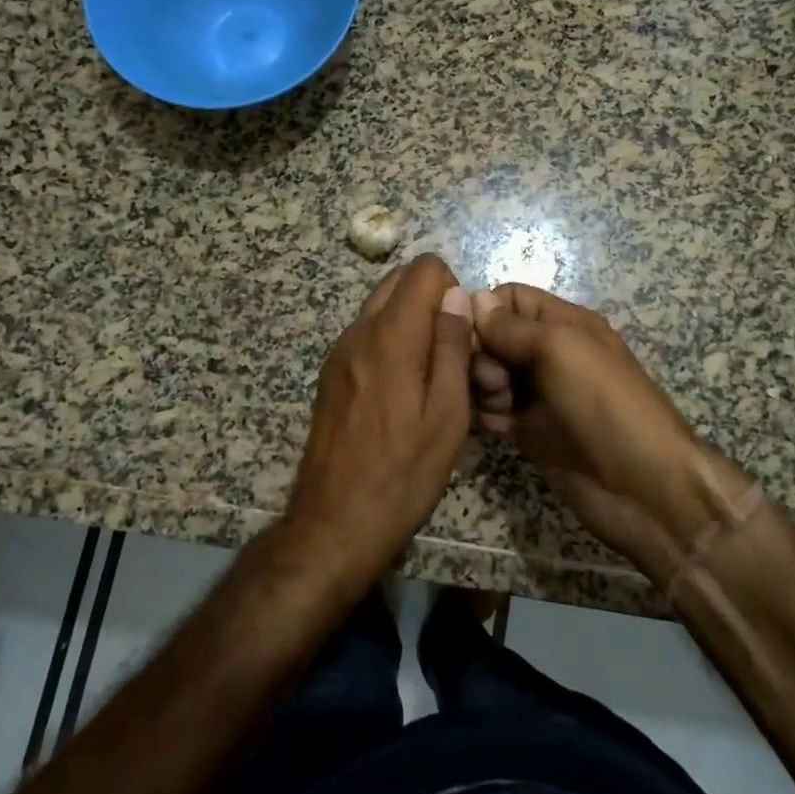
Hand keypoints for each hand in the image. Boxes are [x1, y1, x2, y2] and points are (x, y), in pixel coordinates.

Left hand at [285, 254, 474, 587]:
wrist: (333, 525)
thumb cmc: (403, 474)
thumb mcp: (447, 415)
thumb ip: (452, 347)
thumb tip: (456, 295)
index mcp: (390, 337)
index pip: (424, 269)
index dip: (453, 289)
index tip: (463, 333)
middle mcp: (358, 333)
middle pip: (398, 281)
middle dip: (433, 300)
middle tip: (453, 351)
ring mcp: (339, 354)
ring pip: (381, 307)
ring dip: (412, 321)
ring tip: (431, 375)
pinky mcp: (331, 376)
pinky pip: (367, 335)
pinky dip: (391, 341)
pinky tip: (403, 392)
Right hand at [471, 284, 747, 576]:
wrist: (643, 488)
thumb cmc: (606, 404)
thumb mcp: (561, 349)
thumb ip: (513, 326)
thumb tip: (473, 298)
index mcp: (564, 324)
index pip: (510, 299)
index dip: (484, 311)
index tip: (469, 335)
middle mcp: (549, 354)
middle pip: (493, 338)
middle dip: (480, 353)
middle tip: (494, 381)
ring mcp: (539, 395)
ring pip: (488, 376)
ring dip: (481, 387)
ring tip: (499, 408)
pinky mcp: (530, 433)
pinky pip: (493, 413)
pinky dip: (486, 417)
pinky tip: (496, 429)